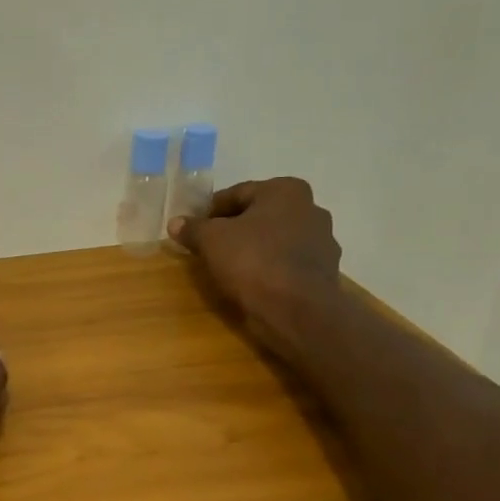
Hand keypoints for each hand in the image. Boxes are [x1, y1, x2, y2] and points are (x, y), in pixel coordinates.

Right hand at [169, 177, 341, 351]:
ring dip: (253, 249)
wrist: (296, 310)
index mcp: (286, 190)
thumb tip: (175, 222)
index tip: (193, 229)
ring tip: (229, 268)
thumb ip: (193, 228)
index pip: (237, 194)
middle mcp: (311, 208)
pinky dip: (270, 268)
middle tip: (208, 248)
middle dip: (234, 229)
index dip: (210, 211)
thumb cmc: (253, 261)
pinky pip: (286, 263)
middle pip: (259, 216)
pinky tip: (252, 283)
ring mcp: (322, 241)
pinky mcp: (324, 272)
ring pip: (275, 240)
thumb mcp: (211, 240)